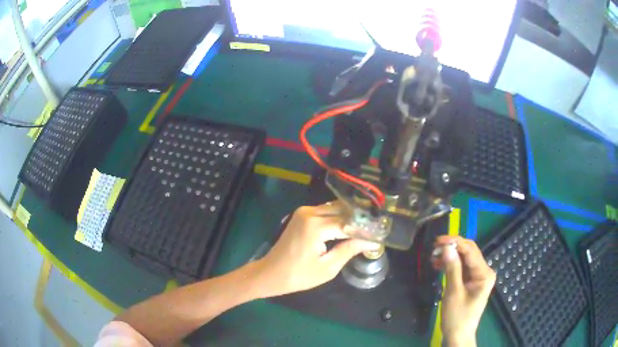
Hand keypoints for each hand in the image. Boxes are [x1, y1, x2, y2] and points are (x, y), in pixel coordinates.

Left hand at [252, 202, 378, 297]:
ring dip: (349, 217)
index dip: (365, 229)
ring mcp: (304, 212)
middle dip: (359, 219)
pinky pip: (325, 211)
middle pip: (342, 209)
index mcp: (315, 226)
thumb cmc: (298, 275)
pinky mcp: (301, 215)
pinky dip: (338, 217)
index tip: (380, 234)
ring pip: (334, 208)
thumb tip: (370, 242)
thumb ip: (349, 250)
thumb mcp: (327, 268)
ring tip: (365, 228)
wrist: (270, 273)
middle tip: (375, 230)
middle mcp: (309, 212)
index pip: (348, 223)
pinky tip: (348, 227)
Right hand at [432, 236, 495, 346]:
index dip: (455, 242)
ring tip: (434, 257)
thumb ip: (452, 269)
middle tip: (434, 249)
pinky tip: (439, 265)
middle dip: (452, 248)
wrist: (458, 335)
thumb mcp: (453, 292)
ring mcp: (478, 277)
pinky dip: (451, 265)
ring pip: (464, 260)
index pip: (471, 250)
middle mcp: (484, 271)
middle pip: (469, 253)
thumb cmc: (457, 316)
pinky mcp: (471, 282)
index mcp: (484, 273)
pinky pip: (462, 268)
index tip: (438, 240)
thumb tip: (447, 247)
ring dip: (450, 257)